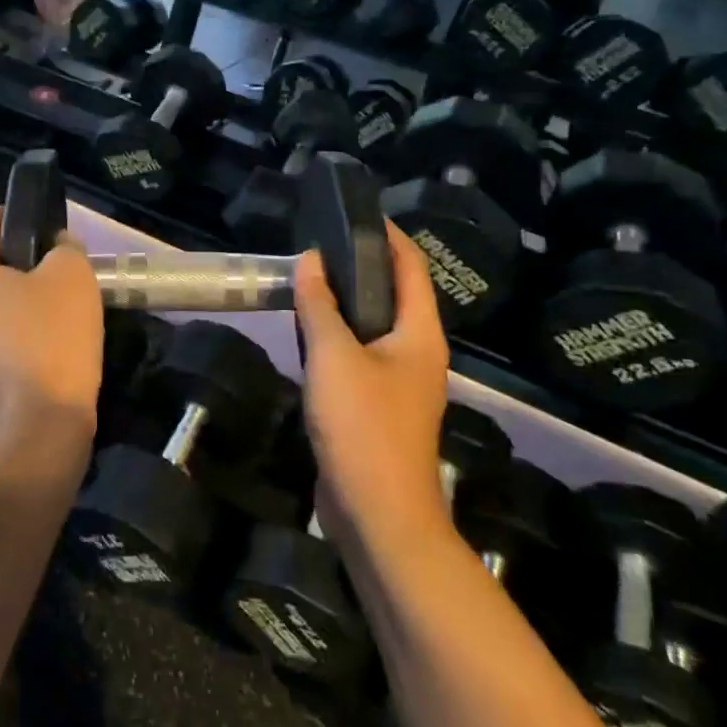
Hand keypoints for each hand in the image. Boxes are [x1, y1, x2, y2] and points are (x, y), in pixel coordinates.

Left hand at [0, 208, 102, 455]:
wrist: (41, 424)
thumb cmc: (54, 337)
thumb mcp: (72, 276)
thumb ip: (64, 248)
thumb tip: (56, 248)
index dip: (2, 214)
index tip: (31, 223)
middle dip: (11, 262)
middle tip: (50, 270)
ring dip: (9, 301)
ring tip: (49, 311)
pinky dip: (8, 336)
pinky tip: (40, 349)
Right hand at [294, 225, 452, 548]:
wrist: (376, 514)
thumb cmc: (363, 427)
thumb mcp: (334, 357)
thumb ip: (320, 305)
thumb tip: (312, 261)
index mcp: (420, 334)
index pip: (412, 267)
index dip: (388, 235)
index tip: (355, 212)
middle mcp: (417, 353)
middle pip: (395, 295)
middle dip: (362, 267)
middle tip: (319, 245)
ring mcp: (398, 382)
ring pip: (373, 327)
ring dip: (345, 303)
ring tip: (308, 279)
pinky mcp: (377, 406)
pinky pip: (358, 356)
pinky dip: (336, 336)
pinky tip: (306, 332)